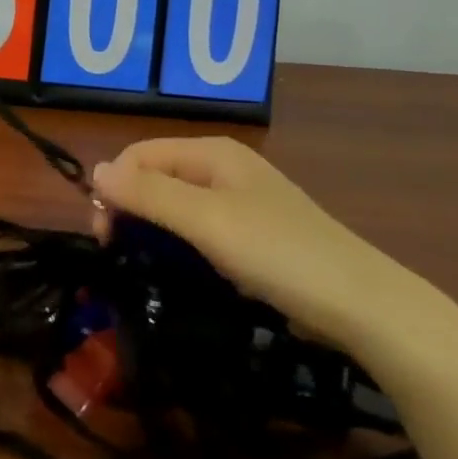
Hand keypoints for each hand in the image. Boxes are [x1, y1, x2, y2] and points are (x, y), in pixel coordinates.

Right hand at [90, 137, 438, 355]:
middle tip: (118, 253)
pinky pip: (199, 227)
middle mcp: (223, 167)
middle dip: (130, 207)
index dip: (114, 187)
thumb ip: (149, 195)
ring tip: (145, 264)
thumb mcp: (207, 221)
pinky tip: (183, 268)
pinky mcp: (253, 233)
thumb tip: (95, 171)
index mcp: (212, 152)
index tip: (104, 236)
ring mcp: (241, 200)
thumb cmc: (279, 254)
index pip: (139, 154)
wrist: (363, 305)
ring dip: (152, 228)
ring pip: (176, 204)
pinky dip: (180, 243)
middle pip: (156, 176)